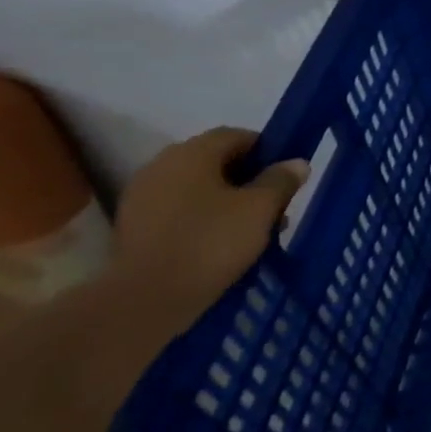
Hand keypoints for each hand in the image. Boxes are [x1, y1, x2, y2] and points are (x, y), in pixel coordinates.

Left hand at [104, 128, 309, 339]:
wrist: (148, 296)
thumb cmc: (211, 242)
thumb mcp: (260, 209)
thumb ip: (280, 181)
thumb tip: (296, 163)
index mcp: (192, 153)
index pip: (236, 136)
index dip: (266, 150)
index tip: (286, 175)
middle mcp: (162, 165)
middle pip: (215, 161)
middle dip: (248, 179)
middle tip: (274, 206)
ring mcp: (142, 195)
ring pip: (197, 187)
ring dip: (227, 200)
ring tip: (252, 230)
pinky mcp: (135, 224)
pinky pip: (179, 209)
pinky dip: (203, 217)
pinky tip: (221, 243)